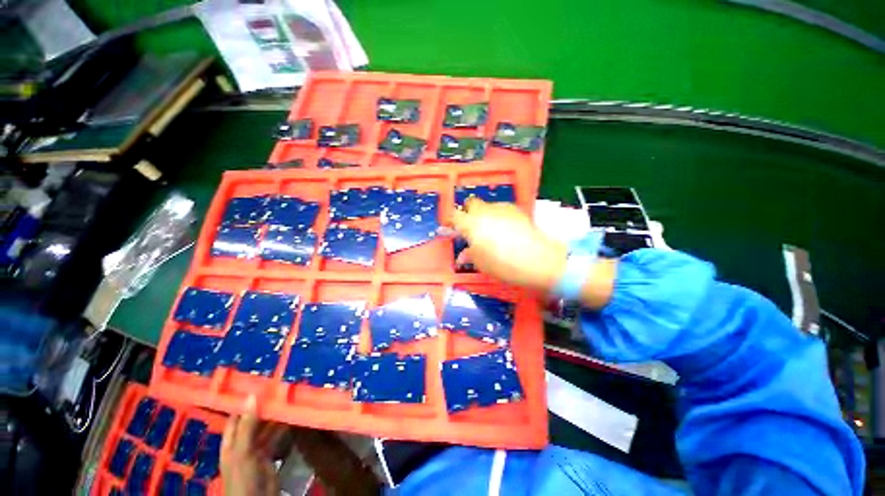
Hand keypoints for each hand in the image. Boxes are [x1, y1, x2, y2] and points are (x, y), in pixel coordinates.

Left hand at [221, 396, 286, 495]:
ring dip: (276, 415)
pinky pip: (276, 436)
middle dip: (265, 406)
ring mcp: (257, 449)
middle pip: (253, 420)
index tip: (260, 384)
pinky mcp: (270, 454)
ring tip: (289, 398)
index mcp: (231, 441)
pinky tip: (293, 417)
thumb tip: (252, 395)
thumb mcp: (243, 450)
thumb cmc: (243, 476)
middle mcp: (243, 443)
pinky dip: (284, 427)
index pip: (236, 416)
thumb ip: (248, 425)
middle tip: (281, 388)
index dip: (245, 401)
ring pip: (266, 427)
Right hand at [451, 198, 566, 292]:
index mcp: (470, 223)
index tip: (452, 229)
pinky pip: (501, 210)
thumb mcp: (481, 263)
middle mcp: (484, 211)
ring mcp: (501, 208)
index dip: (451, 221)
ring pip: (487, 206)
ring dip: (484, 215)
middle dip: (468, 212)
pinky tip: (506, 230)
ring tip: (491, 231)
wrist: (538, 259)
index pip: (454, 215)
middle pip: (470, 203)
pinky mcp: (516, 209)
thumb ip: (469, 255)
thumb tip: (463, 255)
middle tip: (471, 228)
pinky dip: (499, 217)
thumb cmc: (503, 263)